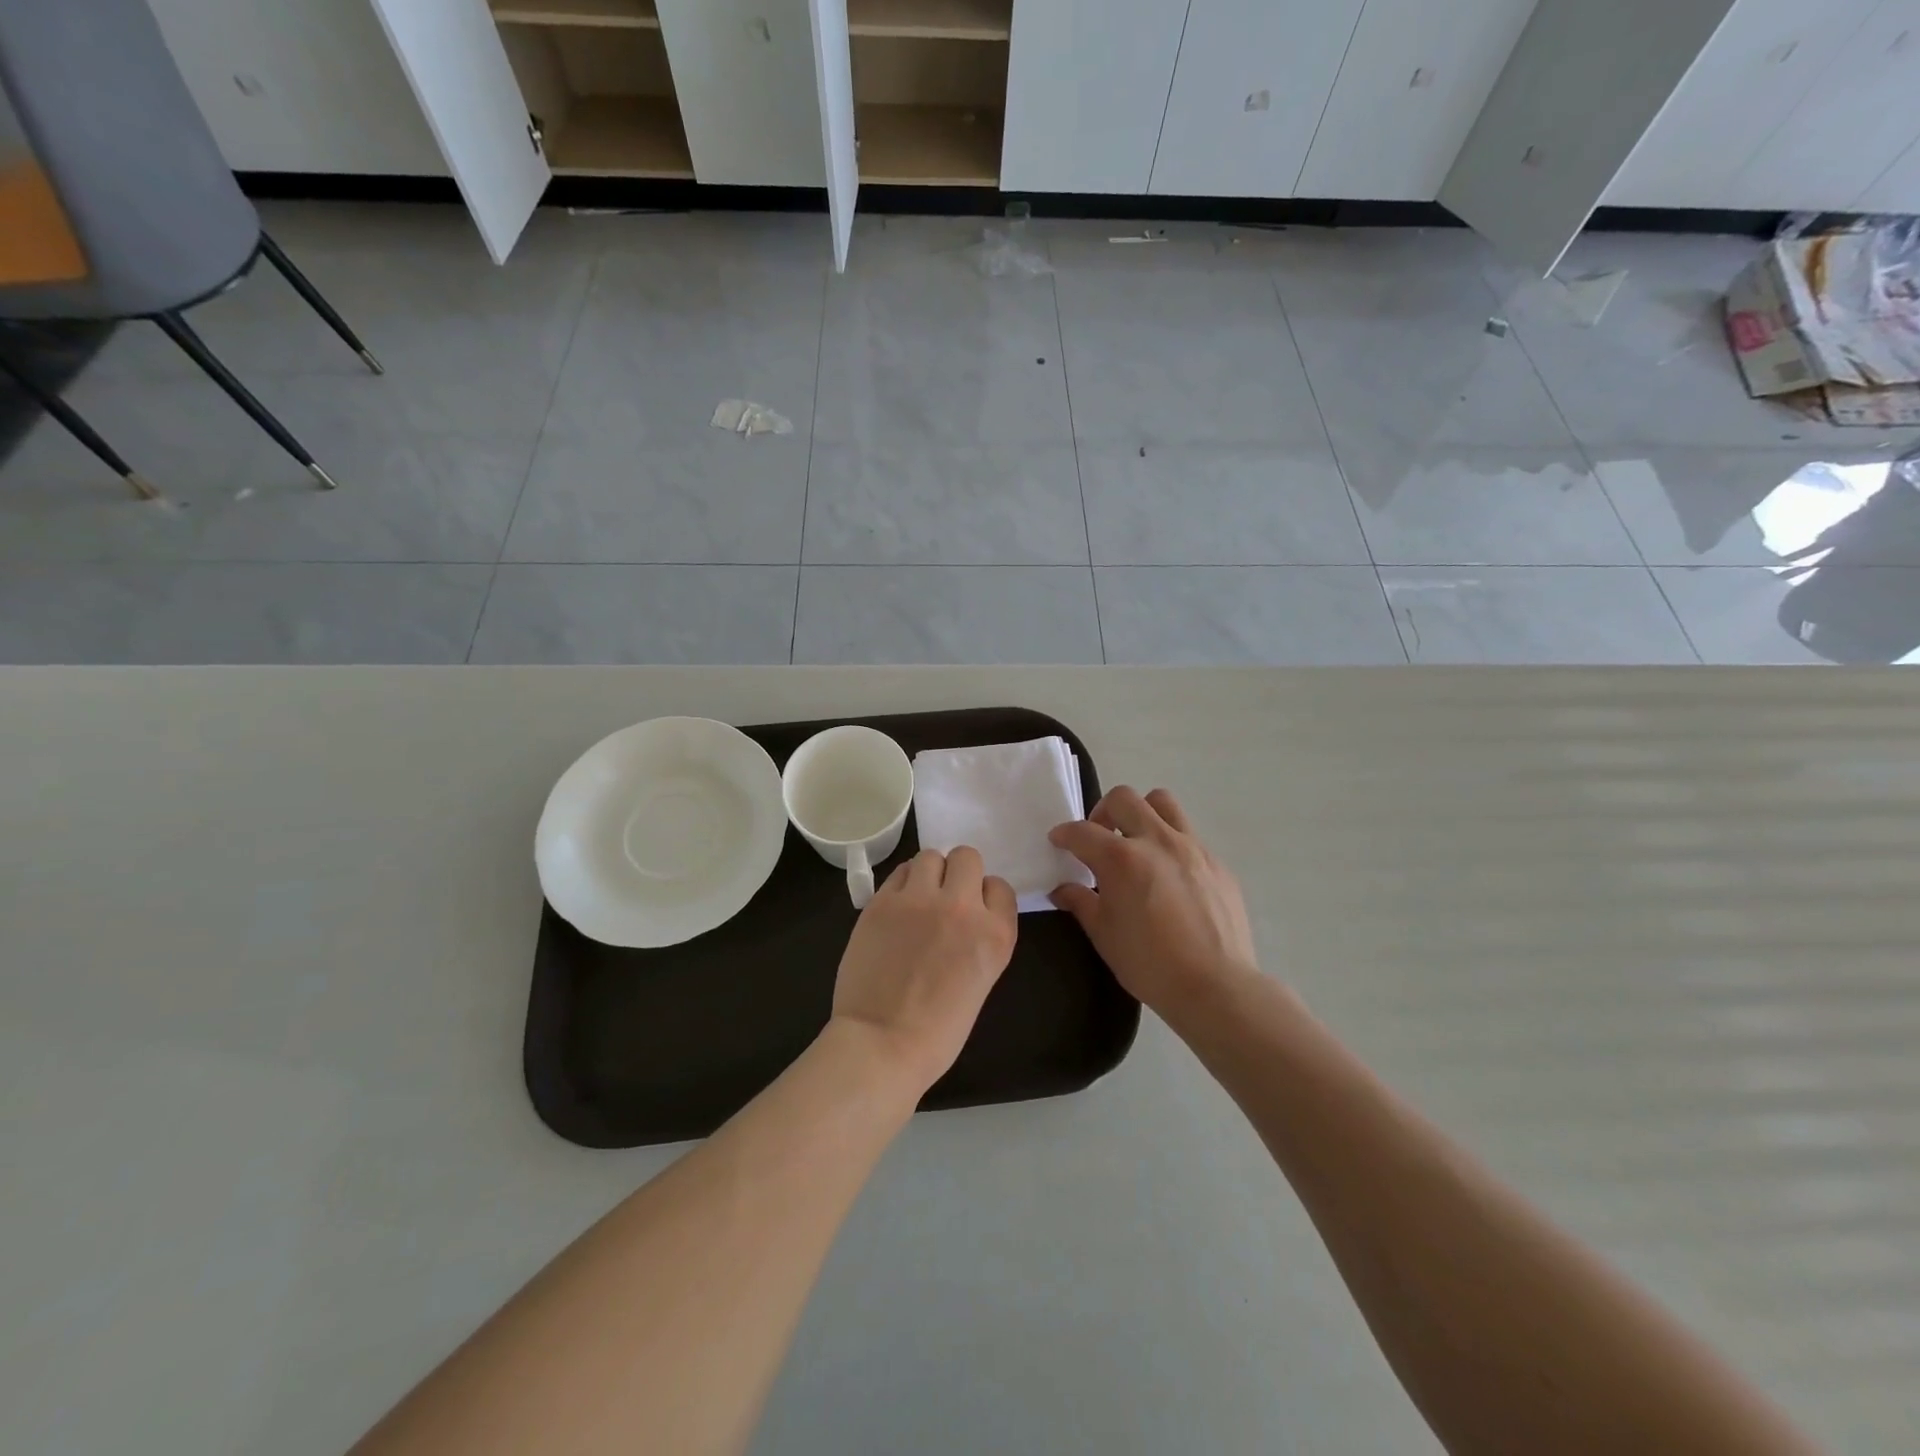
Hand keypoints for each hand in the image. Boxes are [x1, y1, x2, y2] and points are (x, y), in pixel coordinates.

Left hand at [830, 846, 1017, 1096]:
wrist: (882, 1045)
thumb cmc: (938, 1031)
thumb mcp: (981, 980)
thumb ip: (979, 938)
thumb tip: (964, 916)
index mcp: (995, 934)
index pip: (1000, 887)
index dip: (985, 897)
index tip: (972, 913)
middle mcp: (962, 907)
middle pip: (967, 857)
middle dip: (958, 874)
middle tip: (944, 898)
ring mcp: (919, 900)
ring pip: (930, 856)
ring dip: (928, 873)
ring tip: (918, 898)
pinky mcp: (882, 902)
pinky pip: (899, 872)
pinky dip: (901, 884)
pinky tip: (896, 908)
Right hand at [1049, 787, 1258, 1020]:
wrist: (1216, 986)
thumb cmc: (1149, 964)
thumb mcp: (1104, 935)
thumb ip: (1081, 903)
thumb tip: (1062, 890)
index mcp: (1121, 859)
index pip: (1083, 831)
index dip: (1064, 834)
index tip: (1059, 841)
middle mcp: (1156, 841)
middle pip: (1124, 799)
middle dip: (1103, 812)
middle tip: (1100, 838)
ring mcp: (1192, 848)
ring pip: (1163, 803)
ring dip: (1142, 813)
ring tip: (1137, 842)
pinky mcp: (1217, 863)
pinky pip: (1189, 836)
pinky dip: (1171, 844)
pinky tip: (1170, 877)